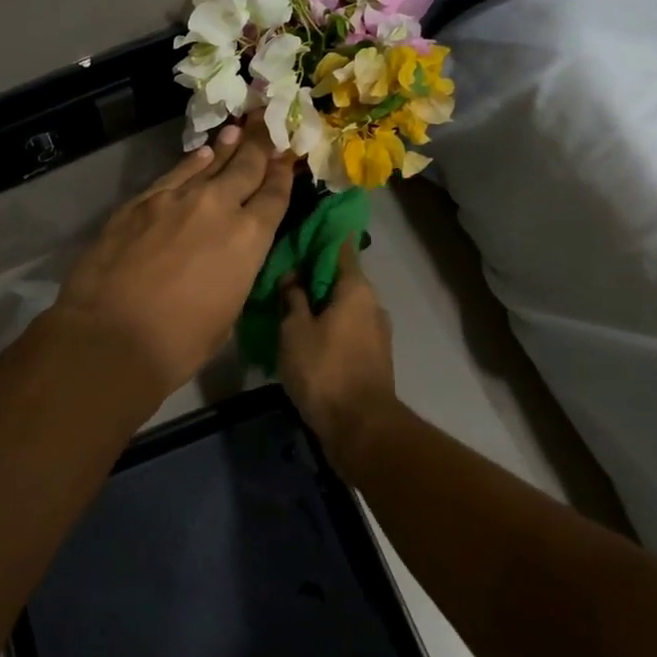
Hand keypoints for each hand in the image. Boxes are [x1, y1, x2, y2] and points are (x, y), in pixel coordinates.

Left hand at [52, 123, 294, 397]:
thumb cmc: (178, 342)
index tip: (288, 157)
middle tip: (268, 123)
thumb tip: (231, 256)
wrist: (110, 336)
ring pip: (210, 163)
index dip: (283, 174)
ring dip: (227, 147)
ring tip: (239, 128)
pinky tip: (201, 154)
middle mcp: (218, 207)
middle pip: (246, 167)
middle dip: (260, 145)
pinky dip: (191, 162)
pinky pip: (175, 174)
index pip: (275, 196)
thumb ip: (236, 272)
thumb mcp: (227, 312)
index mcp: (249, 239)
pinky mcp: (141, 200)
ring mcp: (177, 198)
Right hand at [278, 240, 396, 466]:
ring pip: (342, 304)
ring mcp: (375, 332)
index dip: (320, 234)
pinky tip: (302, 332)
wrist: (361, 429)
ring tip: (286, 303)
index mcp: (356, 288)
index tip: (299, 227)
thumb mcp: (295, 329)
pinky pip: (346, 327)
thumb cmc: (325, 370)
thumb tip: (292, 274)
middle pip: (340, 276)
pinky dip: (326, 323)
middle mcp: (371, 304)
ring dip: (318, 301)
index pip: (341, 245)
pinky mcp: (372, 356)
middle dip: (313, 272)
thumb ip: (292, 297)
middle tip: (281, 270)